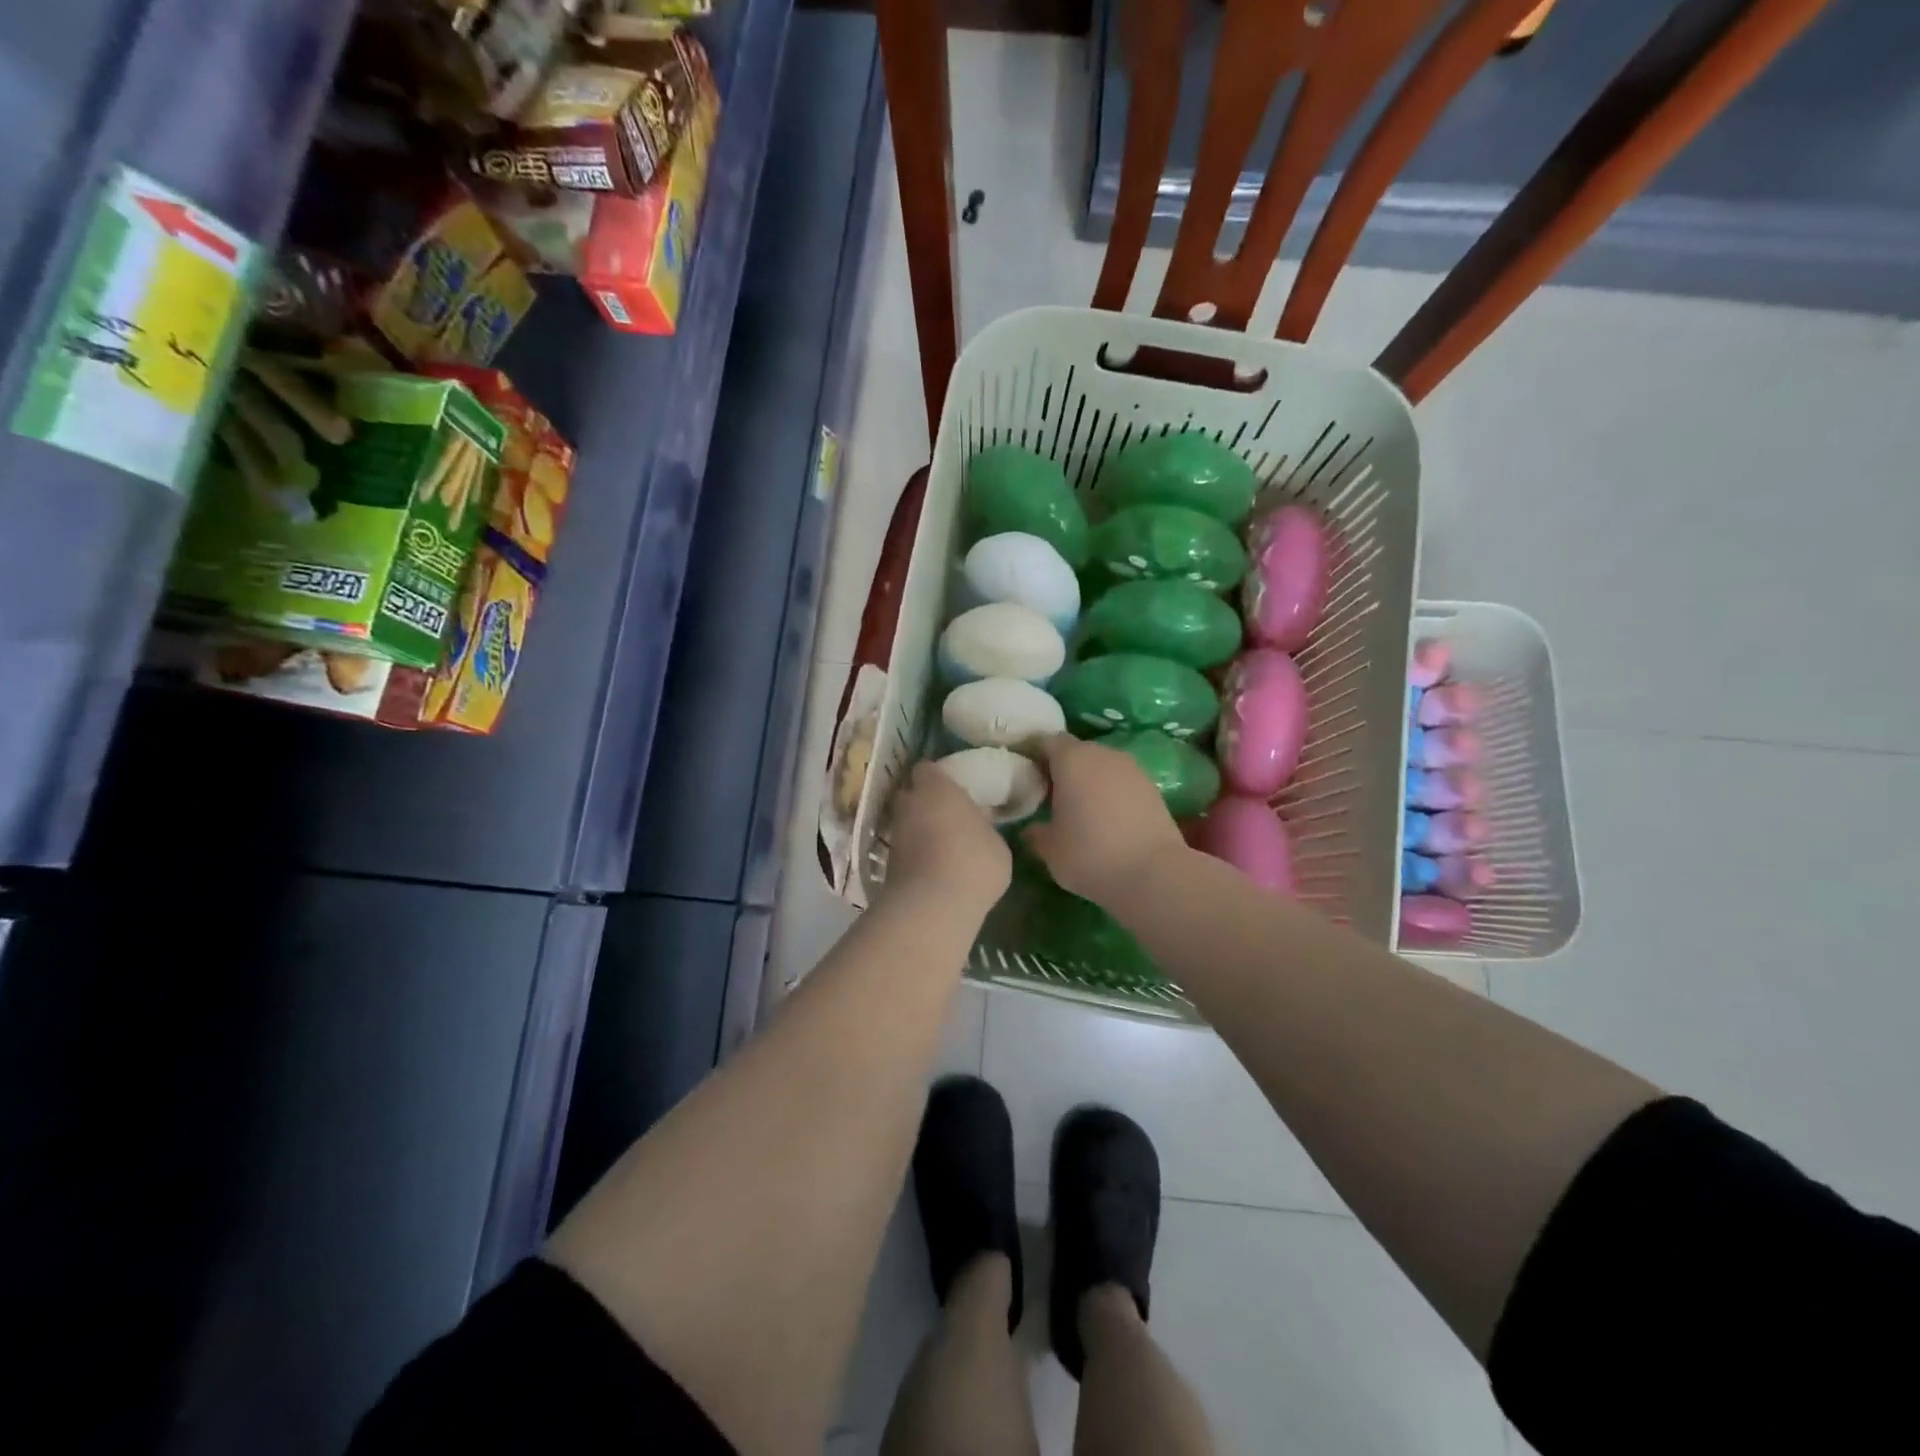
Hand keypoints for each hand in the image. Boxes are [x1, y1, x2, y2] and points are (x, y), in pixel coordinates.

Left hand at [882, 760, 1011, 909]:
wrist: (933, 905)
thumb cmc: (974, 861)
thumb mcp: (997, 844)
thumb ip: (983, 828)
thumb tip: (976, 826)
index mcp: (937, 787)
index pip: (927, 768)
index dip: (937, 778)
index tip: (951, 790)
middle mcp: (909, 804)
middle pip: (911, 795)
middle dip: (923, 803)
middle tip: (946, 817)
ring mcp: (894, 834)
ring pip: (905, 824)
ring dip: (918, 832)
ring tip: (942, 848)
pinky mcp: (887, 864)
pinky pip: (903, 851)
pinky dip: (914, 856)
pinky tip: (933, 870)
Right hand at [1024, 734, 1186, 906]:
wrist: (1155, 873)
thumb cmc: (1090, 854)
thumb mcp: (1050, 849)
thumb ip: (1035, 833)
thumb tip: (1031, 828)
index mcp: (1071, 758)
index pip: (1045, 741)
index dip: (1033, 755)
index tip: (1025, 776)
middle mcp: (1102, 753)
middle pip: (1075, 751)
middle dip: (1061, 768)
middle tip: (1048, 795)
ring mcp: (1132, 768)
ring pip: (1101, 766)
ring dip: (1088, 781)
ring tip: (1078, 809)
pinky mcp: (1152, 787)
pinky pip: (1121, 781)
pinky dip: (1110, 793)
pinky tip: (1106, 819)